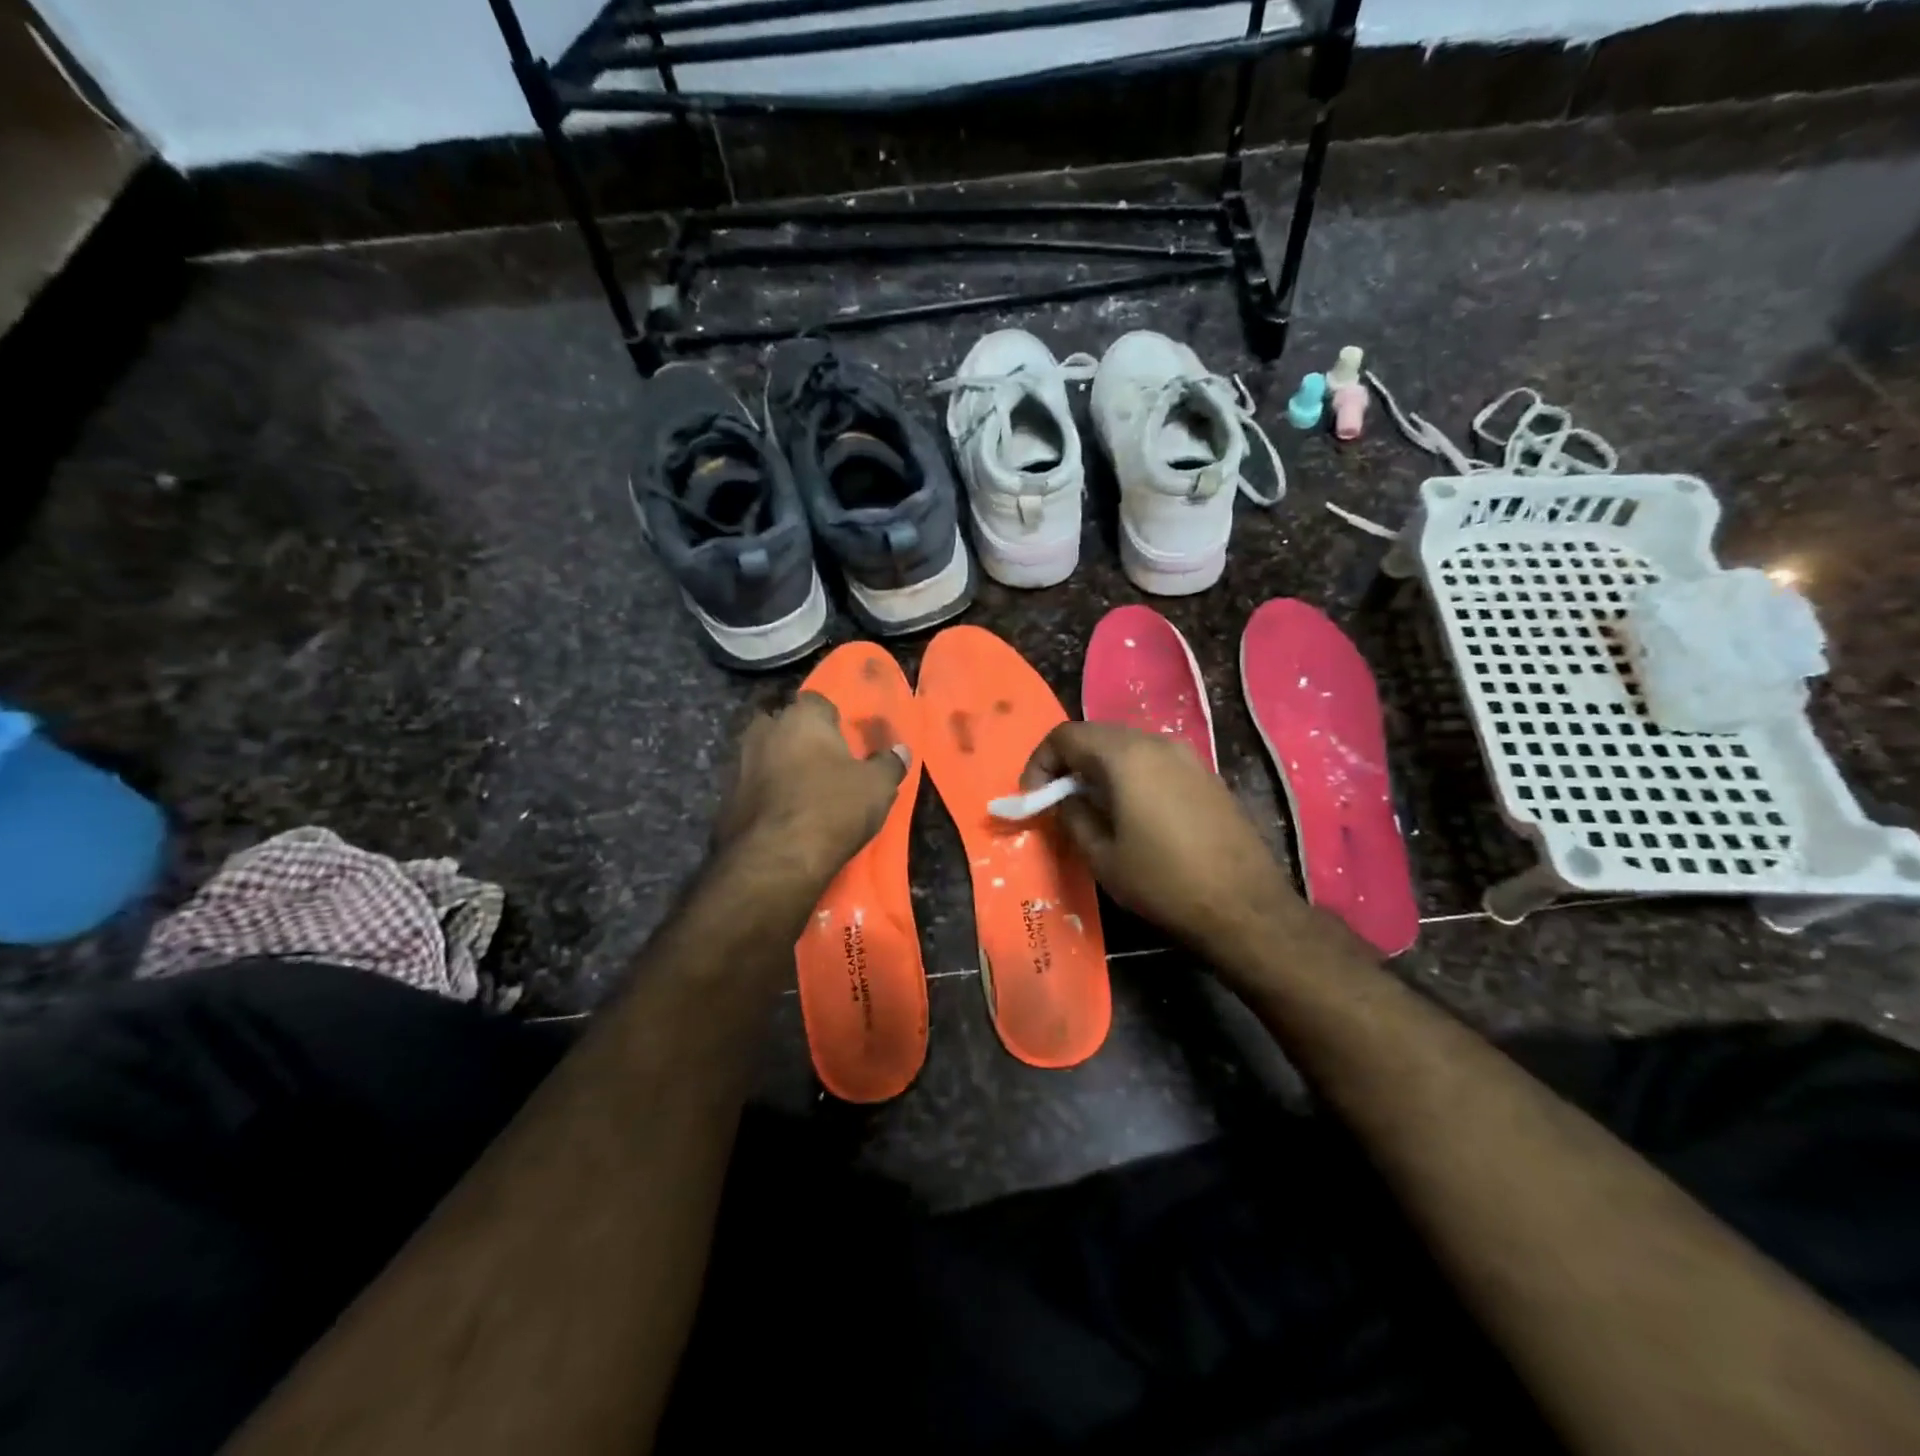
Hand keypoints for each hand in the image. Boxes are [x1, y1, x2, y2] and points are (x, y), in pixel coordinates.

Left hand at [714, 692, 908, 881]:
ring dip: (780, 767)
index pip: (817, 701)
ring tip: (804, 792)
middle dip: (801, 739)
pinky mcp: (725, 798)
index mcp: (801, 718)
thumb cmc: (832, 808)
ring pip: (764, 755)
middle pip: (785, 725)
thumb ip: (889, 763)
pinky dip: (766, 795)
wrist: (774, 860)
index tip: (845, 741)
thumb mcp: (877, 787)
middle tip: (824, 764)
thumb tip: (900, 750)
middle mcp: (764, 731)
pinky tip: (783, 816)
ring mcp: (739, 764)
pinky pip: (752, 787)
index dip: (832, 719)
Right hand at [1024, 722, 1303, 960]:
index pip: (1066, 735)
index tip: (1035, 797)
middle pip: (1098, 736)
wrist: (1245, 908)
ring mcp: (1188, 757)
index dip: (1041, 761)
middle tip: (1058, 802)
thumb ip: (1073, 816)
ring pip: (1128, 748)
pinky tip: (1134, 815)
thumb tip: (1062, 798)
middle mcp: (1157, 743)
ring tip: (1094, 810)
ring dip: (1101, 770)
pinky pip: (1156, 763)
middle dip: (1069, 763)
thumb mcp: (1102, 856)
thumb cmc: (1163, 883)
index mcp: (1125, 756)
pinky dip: (1132, 778)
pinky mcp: (1207, 777)